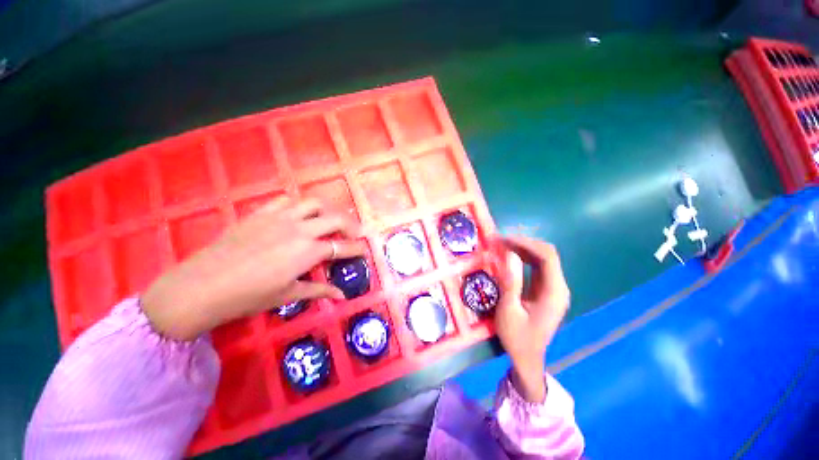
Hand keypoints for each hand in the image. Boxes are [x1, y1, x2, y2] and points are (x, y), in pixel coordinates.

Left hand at [142, 197, 363, 340]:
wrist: (203, 285)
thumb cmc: (249, 295)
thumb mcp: (288, 294)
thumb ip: (319, 290)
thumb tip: (341, 295)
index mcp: (308, 252)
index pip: (343, 247)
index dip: (358, 249)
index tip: (365, 251)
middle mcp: (300, 229)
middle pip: (336, 219)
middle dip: (352, 225)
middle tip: (356, 232)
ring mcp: (280, 217)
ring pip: (314, 203)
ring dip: (329, 209)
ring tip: (333, 218)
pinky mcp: (262, 213)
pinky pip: (287, 200)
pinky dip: (300, 204)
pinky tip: (301, 212)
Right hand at [494, 236, 570, 402]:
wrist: (527, 358)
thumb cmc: (517, 337)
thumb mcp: (509, 310)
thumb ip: (511, 282)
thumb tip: (509, 254)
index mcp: (554, 292)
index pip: (547, 256)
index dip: (526, 243)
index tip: (504, 240)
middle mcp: (559, 287)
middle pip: (547, 254)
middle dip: (524, 243)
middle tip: (500, 241)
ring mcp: (554, 289)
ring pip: (543, 259)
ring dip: (523, 249)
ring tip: (502, 245)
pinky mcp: (547, 291)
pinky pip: (538, 267)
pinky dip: (524, 258)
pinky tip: (510, 256)